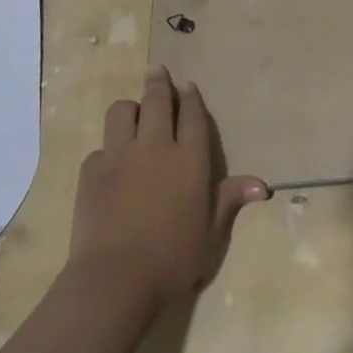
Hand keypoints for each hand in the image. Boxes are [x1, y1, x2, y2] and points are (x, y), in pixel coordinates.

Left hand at [68, 66, 267, 310]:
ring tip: (131, 113)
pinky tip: (109, 164)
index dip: (190, 98)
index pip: (192, 115)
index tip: (187, 86)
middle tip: (157, 71)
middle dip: (158, 83)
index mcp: (190, 159)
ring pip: (121, 113)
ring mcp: (119, 156)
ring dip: (128, 109)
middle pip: (156, 101)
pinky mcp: (90, 172)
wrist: (116, 280)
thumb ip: (230, 202)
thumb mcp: (211, 235)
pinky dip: (107, 150)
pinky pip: (99, 148)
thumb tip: (262, 185)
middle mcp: (156, 147)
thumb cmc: (174, 260)